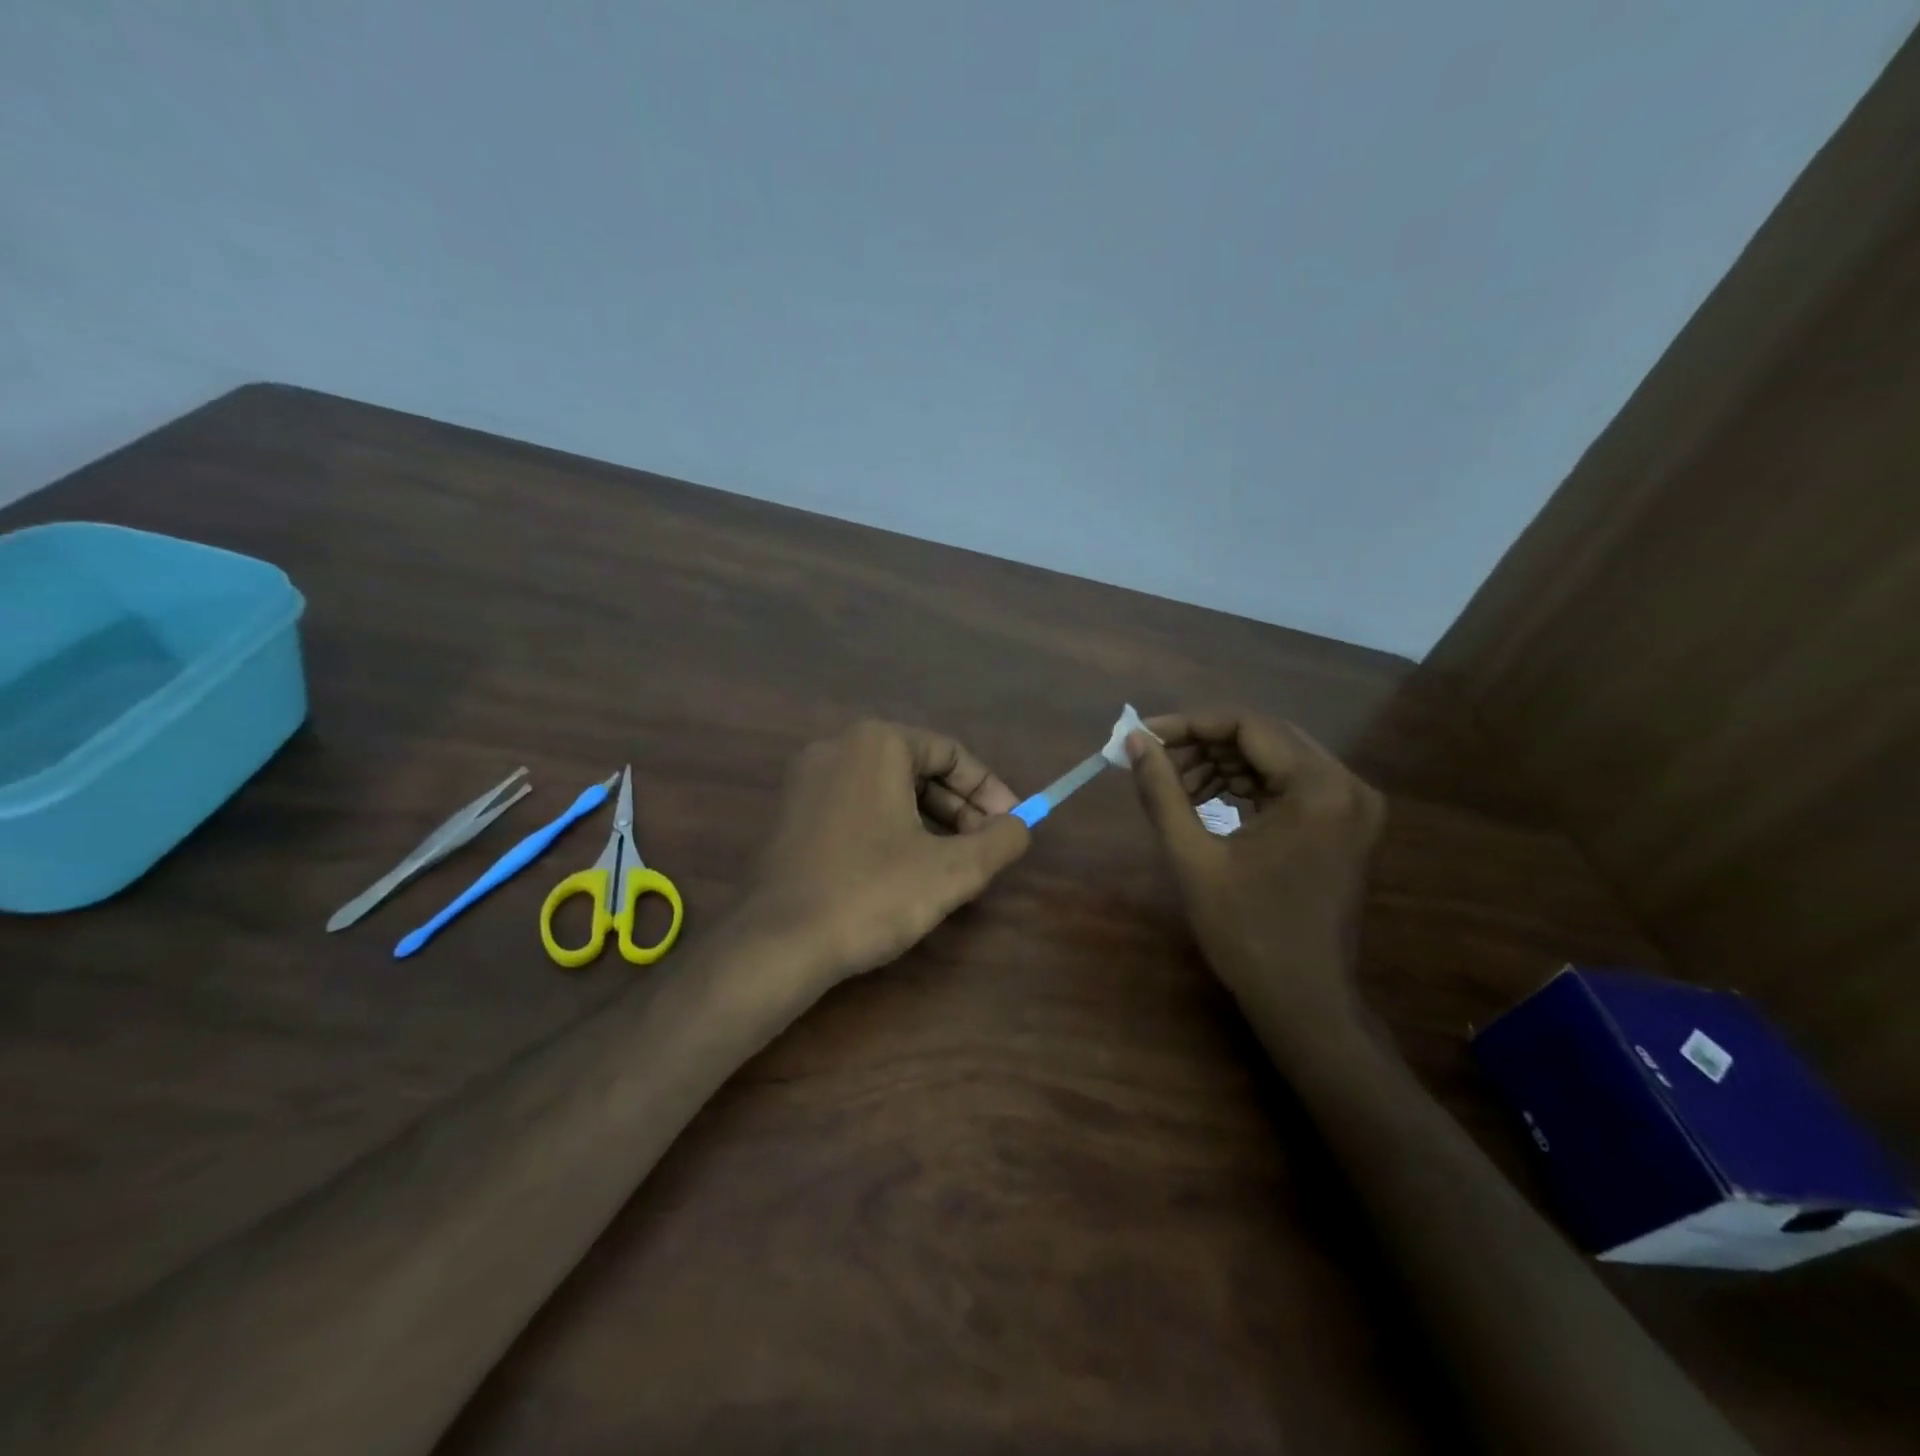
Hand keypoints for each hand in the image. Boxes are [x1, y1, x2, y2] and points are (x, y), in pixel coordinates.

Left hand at [740, 720, 1030, 994]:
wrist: (778, 943)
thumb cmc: (872, 894)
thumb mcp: (953, 870)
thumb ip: (1001, 840)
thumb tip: (1020, 826)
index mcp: (877, 744)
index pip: (950, 753)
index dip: (989, 790)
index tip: (1012, 825)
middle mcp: (837, 748)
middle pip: (917, 769)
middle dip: (959, 809)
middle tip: (985, 848)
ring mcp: (807, 780)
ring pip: (887, 790)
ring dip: (928, 821)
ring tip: (952, 864)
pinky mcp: (791, 814)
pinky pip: (856, 808)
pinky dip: (890, 829)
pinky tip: (905, 870)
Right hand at [1127, 710, 1384, 1056]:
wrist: (1303, 1000)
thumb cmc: (1246, 932)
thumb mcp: (1192, 857)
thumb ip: (1162, 792)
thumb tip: (1134, 741)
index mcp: (1318, 789)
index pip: (1248, 725)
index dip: (1189, 724)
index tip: (1144, 735)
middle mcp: (1346, 785)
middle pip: (1264, 737)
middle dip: (1204, 744)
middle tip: (1155, 762)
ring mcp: (1351, 805)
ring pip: (1275, 758)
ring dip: (1222, 764)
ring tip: (1175, 786)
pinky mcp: (1344, 824)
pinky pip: (1289, 784)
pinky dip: (1246, 785)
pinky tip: (1206, 800)